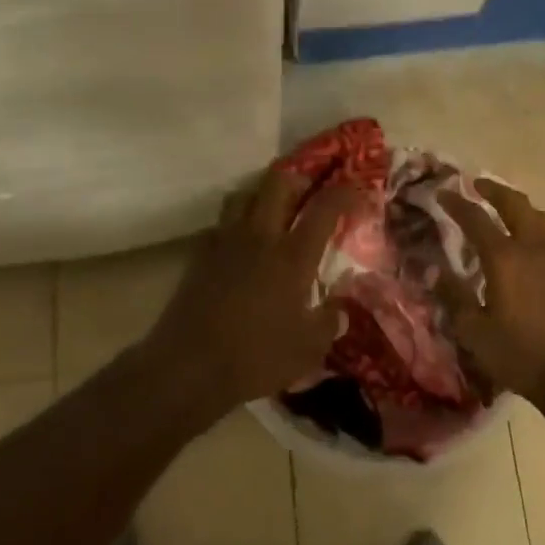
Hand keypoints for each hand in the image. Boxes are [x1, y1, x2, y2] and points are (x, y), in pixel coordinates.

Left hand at [144, 163, 356, 415]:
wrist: (188, 367)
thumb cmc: (255, 358)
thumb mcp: (307, 350)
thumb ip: (328, 323)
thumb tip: (340, 310)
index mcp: (292, 256)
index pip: (323, 209)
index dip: (343, 192)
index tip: (355, 187)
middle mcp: (260, 237)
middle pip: (278, 183)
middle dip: (299, 177)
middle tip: (311, 187)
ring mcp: (226, 242)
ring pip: (244, 195)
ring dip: (262, 194)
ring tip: (274, 209)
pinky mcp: (200, 256)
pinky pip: (221, 224)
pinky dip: (235, 223)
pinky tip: (241, 243)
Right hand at [440, 180, 544, 408]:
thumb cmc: (524, 357)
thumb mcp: (477, 334)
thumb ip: (455, 299)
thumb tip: (435, 272)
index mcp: (505, 258)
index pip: (476, 219)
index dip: (457, 203)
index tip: (444, 192)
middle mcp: (536, 249)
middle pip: (516, 205)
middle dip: (495, 191)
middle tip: (479, 185)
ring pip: (542, 221)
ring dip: (522, 210)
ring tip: (510, 212)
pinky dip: (540, 239)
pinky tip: (536, 258)